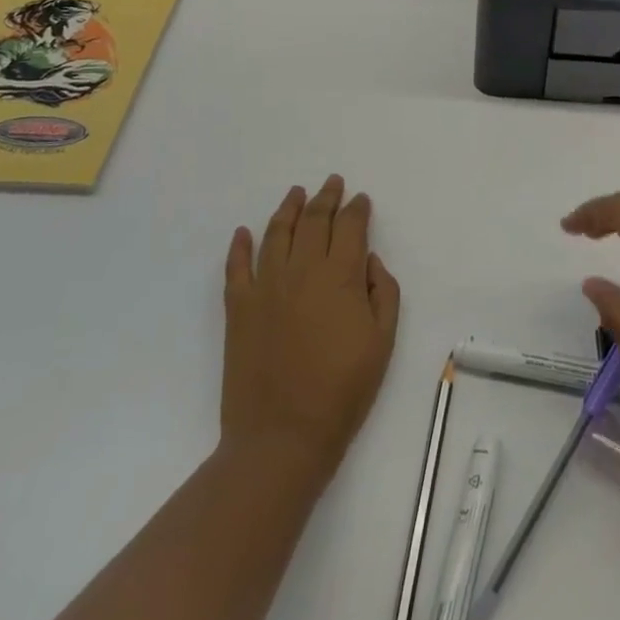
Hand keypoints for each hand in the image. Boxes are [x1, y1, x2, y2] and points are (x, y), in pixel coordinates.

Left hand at [221, 175, 399, 487]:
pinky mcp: (238, 307)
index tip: (361, 200)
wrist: (282, 436)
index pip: (349, 227)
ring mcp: (265, 286)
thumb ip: (382, 293)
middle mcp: (301, 270)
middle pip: (314, 221)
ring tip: (296, 193)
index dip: (357, 209)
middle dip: (326, 198)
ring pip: (276, 233)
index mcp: (339, 276)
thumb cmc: (342, 391)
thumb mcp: (382, 342)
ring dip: (288, 209)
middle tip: (332, 183)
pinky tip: (243, 233)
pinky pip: (236, 266)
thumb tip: (369, 261)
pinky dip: (239, 246)